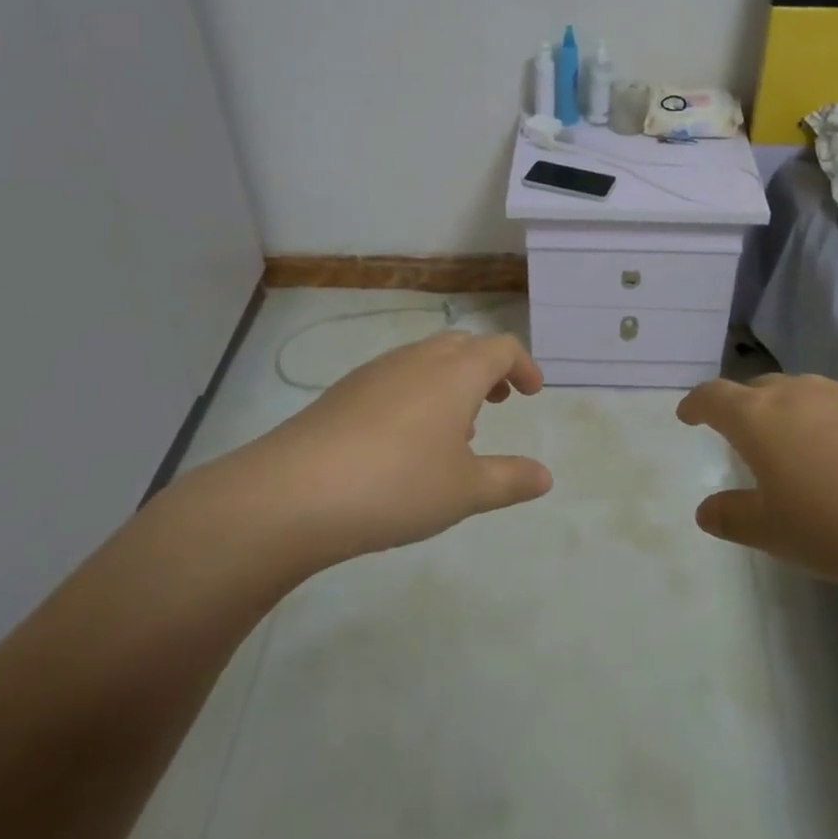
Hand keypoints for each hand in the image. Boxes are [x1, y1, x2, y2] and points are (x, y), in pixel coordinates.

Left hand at [194, 331, 552, 578]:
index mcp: (456, 372)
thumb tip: (545, 476)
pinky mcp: (344, 391)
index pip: (501, 348)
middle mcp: (418, 359)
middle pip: (463, 344)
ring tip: (455, 428)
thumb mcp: (465, 491)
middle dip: (487, 368)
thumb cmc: (397, 485)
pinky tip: (406, 441)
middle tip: (498, 401)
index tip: (532, 393)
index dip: (523, 365)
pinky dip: (417, 393)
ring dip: (451, 381)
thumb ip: (510, 479)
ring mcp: (376, 372)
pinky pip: (396, 377)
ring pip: (426, 359)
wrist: (293, 493)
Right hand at [679, 373, 837, 594]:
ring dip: (786, 412)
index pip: (713, 396)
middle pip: (757, 388)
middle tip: (739, 432)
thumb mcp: (776, 532)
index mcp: (757, 417)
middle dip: (741, 406)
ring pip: (801, 393)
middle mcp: (796, 393)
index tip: (687, 415)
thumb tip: (705, 509)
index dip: (696, 404)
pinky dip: (826, 424)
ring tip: (791, 444)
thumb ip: (735, 517)